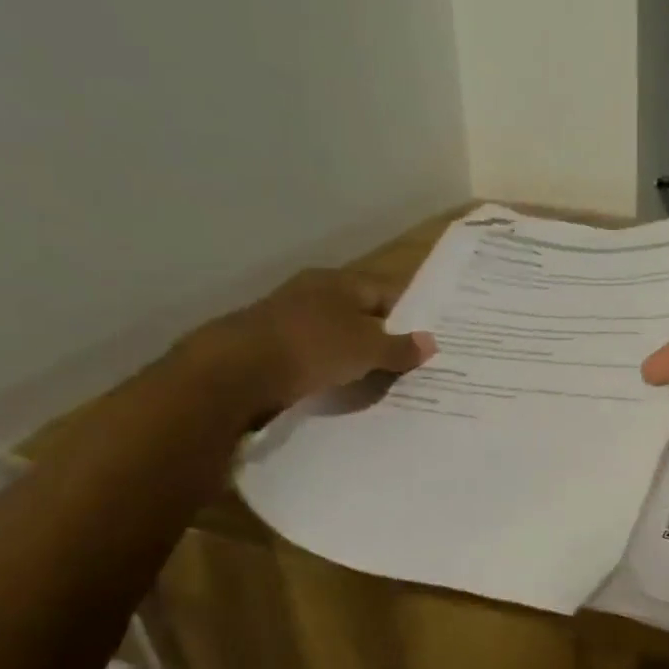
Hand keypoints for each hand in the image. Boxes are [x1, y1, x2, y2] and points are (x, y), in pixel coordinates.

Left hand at [187, 270, 435, 419]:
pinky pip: (316, 355)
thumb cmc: (312, 348)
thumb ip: (400, 348)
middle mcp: (314, 292)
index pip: (386, 291)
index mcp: (339, 282)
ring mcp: (290, 319)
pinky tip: (344, 387)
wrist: (236, 372)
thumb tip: (432, 342)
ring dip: (357, 355)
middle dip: (385, 336)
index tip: (430, 338)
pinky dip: (332, 368)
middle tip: (412, 363)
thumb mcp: (367, 349)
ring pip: (338, 335)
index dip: (411, 313)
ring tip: (383, 380)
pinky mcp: (273, 346)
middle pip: (361, 313)